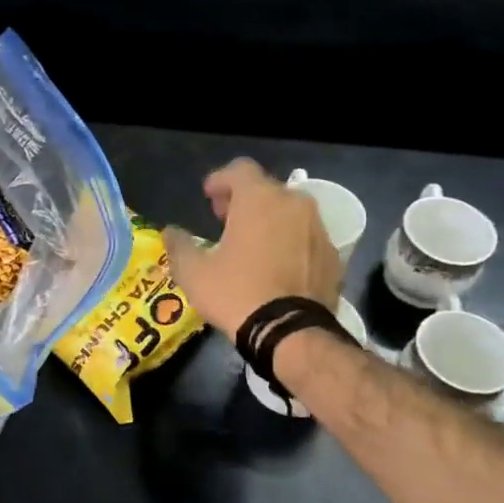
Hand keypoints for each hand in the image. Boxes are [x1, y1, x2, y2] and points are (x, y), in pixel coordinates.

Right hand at [163, 159, 343, 335]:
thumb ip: (179, 246)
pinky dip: (289, 242)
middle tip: (225, 220)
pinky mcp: (333, 255)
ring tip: (251, 245)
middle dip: (244, 200)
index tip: (209, 197)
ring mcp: (318, 229)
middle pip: (266, 189)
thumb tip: (170, 232)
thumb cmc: (236, 293)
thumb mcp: (194, 273)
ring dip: (269, 221)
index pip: (240, 169)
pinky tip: (276, 266)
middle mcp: (294, 204)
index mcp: (259, 199)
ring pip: (289, 213)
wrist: (291, 333)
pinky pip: (305, 237)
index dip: (220, 180)